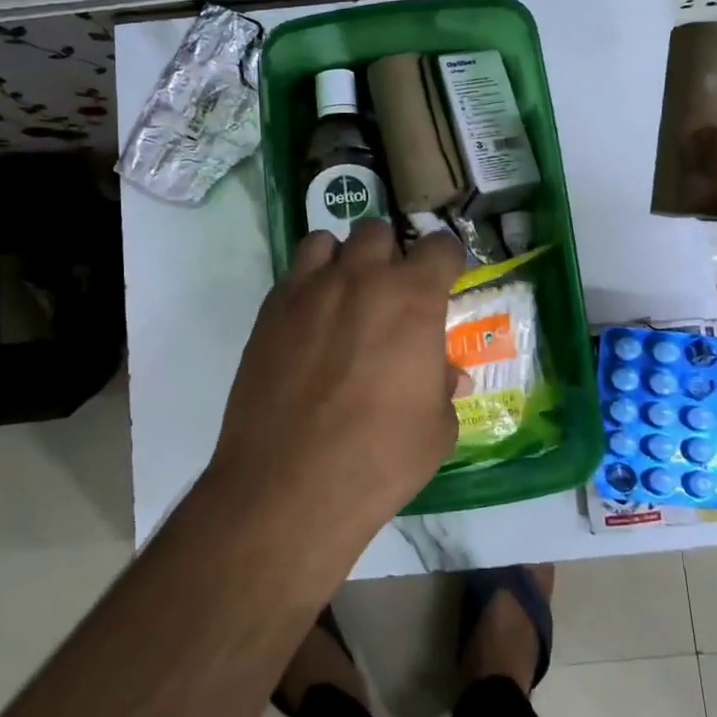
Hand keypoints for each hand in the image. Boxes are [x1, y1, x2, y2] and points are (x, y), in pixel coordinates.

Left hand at [208, 220, 464, 539]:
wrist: (289, 485)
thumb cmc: (378, 459)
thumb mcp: (436, 430)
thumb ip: (442, 386)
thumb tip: (445, 373)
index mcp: (412, 299)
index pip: (440, 246)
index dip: (447, 260)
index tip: (445, 278)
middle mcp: (360, 278)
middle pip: (378, 231)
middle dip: (390, 254)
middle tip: (392, 291)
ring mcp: (309, 290)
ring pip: (327, 241)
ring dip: (343, 259)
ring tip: (346, 295)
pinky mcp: (270, 311)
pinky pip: (294, 274)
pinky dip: (308, 283)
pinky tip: (310, 323)